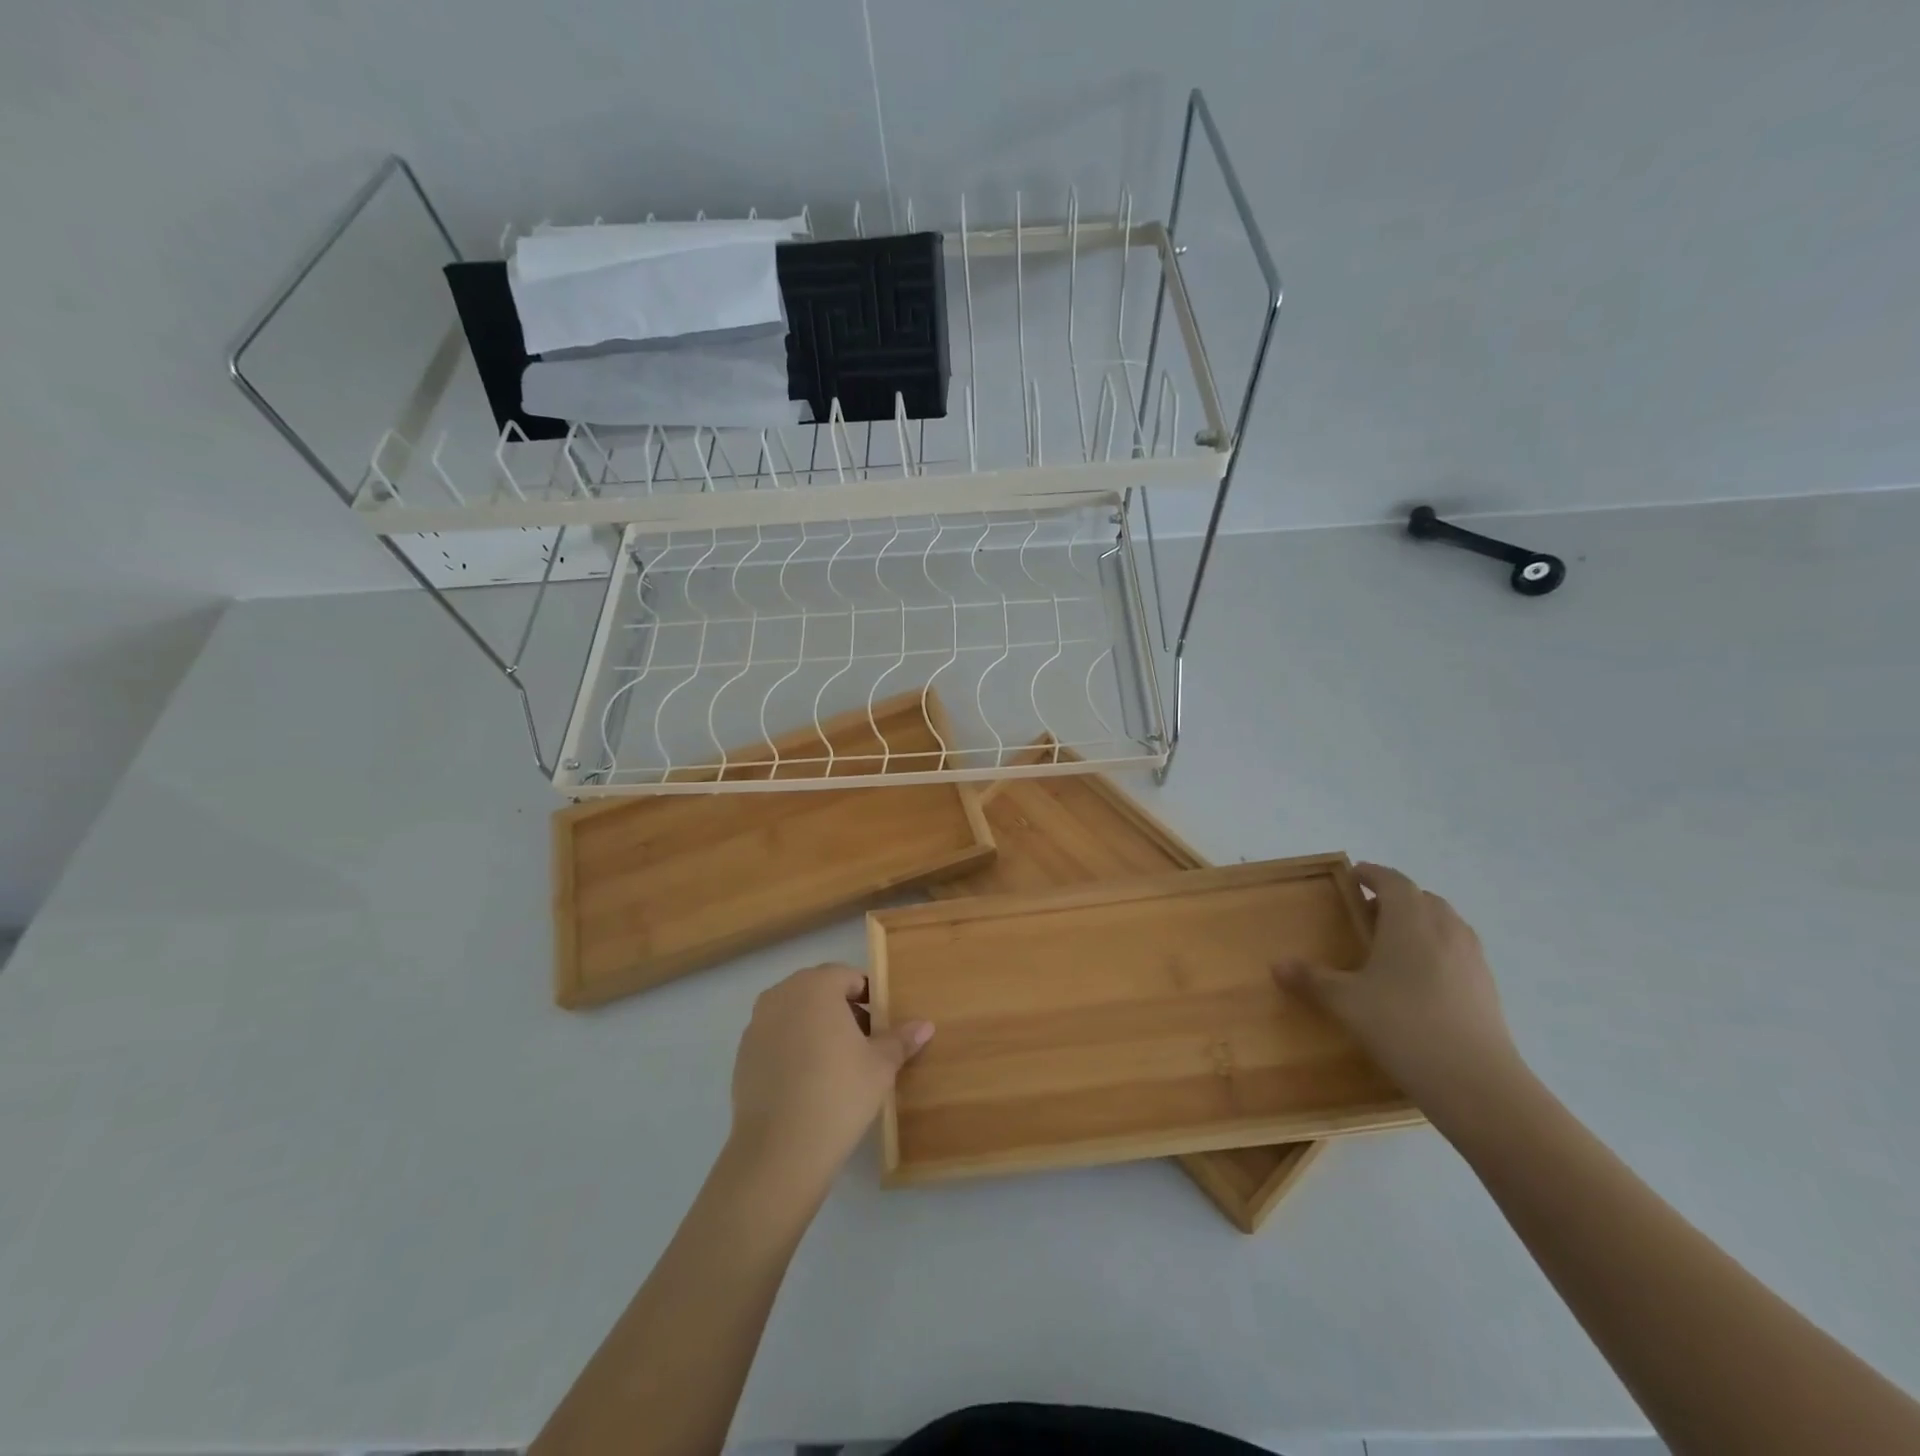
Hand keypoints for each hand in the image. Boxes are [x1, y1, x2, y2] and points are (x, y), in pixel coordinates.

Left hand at [727, 963, 932, 1193]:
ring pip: (794, 1013)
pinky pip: (775, 1038)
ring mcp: (756, 1024)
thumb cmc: (839, 1093)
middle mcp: (781, 995)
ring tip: (835, 1063)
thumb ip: (901, 1039)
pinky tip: (806, 1082)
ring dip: (815, 1026)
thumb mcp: (880, 1066)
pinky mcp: (742, 1055)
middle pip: (818, 990)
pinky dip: (792, 1048)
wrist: (780, 1150)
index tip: (880, 1024)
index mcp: (816, 986)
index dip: (868, 996)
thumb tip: (925, 1025)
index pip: (847, 976)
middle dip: (841, 1009)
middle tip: (863, 1043)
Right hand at [1274, 863, 1521, 1108]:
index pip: (1393, 880)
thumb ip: (1311, 979)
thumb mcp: (1346, 1002)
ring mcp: (1472, 957)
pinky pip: (1458, 950)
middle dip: (1395, 898)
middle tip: (1368, 915)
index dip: (1372, 874)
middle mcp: (1444, 929)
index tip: (1354, 877)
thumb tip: (1277, 965)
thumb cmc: (1403, 1026)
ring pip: (1445, 923)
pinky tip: (1420, 980)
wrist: (1476, 1082)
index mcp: (1409, 920)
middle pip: (1421, 898)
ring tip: (1394, 945)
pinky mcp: (1488, 986)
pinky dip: (1438, 950)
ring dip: (1420, 922)